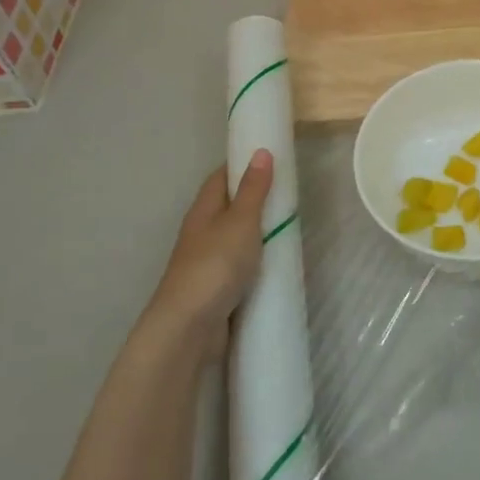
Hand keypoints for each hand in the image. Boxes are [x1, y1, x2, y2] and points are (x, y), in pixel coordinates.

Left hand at [143, 152, 273, 364]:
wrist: (189, 328)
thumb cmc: (215, 265)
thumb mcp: (241, 221)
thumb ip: (254, 189)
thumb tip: (261, 151)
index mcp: (203, 210)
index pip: (222, 177)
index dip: (243, 164)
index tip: (271, 158)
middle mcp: (202, 232)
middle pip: (229, 207)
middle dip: (255, 199)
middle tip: (289, 194)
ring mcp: (208, 262)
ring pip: (236, 238)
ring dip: (258, 232)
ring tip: (290, 227)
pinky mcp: (217, 289)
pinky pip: (241, 266)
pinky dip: (258, 261)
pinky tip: (277, 264)